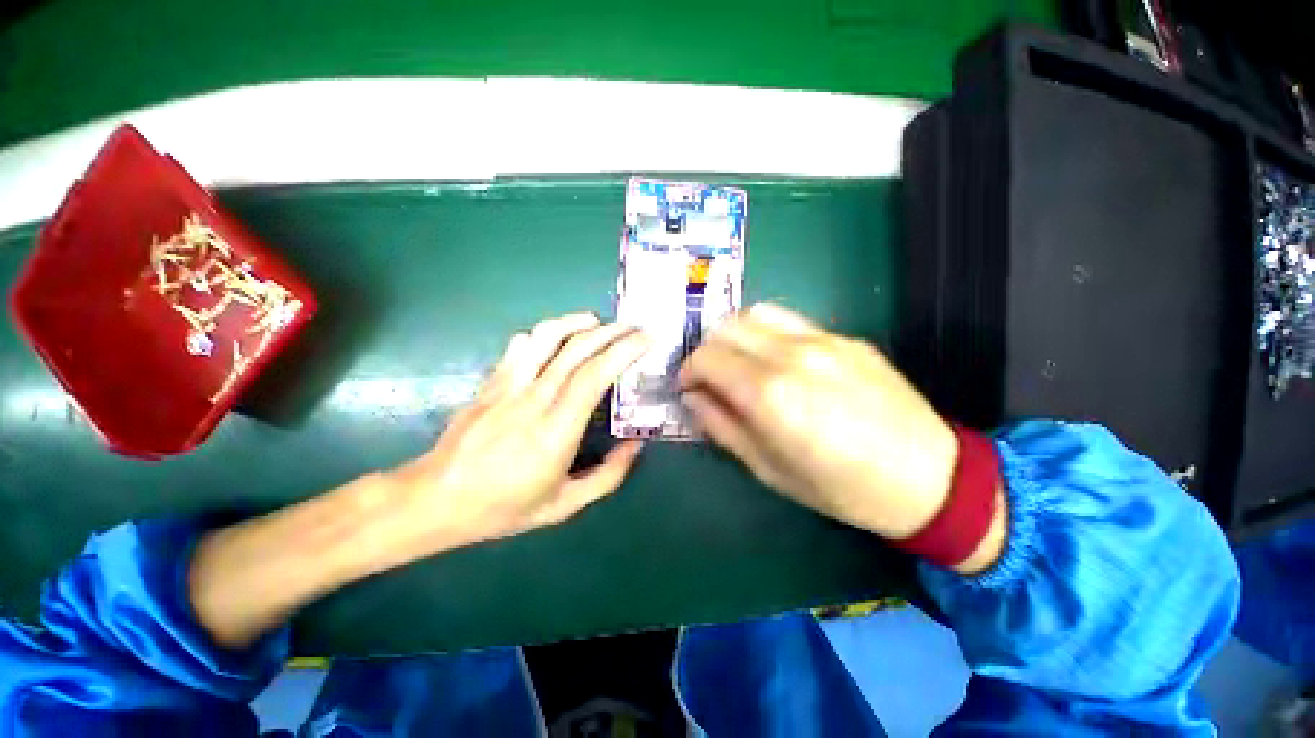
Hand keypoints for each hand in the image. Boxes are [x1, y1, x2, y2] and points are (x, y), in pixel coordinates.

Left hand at [190, 314, 647, 647]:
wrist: (437, 499)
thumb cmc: (504, 507)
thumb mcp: (564, 505)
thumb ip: (607, 477)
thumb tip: (636, 446)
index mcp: (555, 433)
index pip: (594, 377)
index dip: (622, 352)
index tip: (644, 341)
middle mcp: (533, 401)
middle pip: (576, 351)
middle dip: (611, 332)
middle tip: (634, 328)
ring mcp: (508, 387)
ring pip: (546, 339)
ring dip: (576, 323)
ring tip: (598, 322)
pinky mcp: (491, 382)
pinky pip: (519, 346)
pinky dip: (543, 333)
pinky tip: (557, 336)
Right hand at [679, 303, 960, 542]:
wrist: (929, 477)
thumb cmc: (842, 488)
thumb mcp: (770, 470)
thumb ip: (723, 427)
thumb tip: (693, 398)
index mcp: (770, 394)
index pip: (707, 357)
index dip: (688, 370)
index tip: (688, 388)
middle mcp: (791, 355)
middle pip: (726, 327)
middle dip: (706, 349)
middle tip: (709, 377)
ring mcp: (822, 339)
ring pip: (755, 313)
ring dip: (734, 334)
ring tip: (738, 362)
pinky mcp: (845, 337)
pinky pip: (789, 322)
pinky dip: (766, 334)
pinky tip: (776, 361)